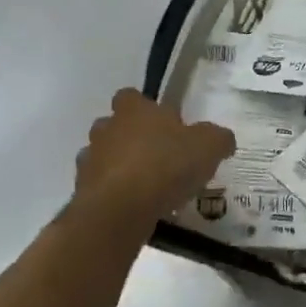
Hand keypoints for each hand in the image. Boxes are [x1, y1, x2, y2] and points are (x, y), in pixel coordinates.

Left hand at [74, 89, 234, 220]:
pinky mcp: (82, 191)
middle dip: (130, 138)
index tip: (162, 123)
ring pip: (103, 157)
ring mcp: (90, 160)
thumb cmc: (165, 165)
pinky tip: (135, 207)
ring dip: (119, 166)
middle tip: (157, 155)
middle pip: (114, 126)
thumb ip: (218, 138)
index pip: (130, 96)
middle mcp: (106, 128)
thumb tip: (223, 140)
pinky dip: (114, 194)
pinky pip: (100, 187)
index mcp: (134, 109)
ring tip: (146, 185)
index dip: (144, 107)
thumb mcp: (209, 147)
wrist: (120, 210)